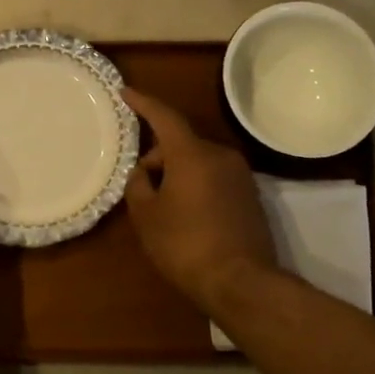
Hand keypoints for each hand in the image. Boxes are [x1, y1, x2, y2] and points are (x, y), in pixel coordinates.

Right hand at [122, 88, 276, 312]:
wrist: (241, 282)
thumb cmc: (185, 244)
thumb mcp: (146, 216)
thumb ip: (138, 185)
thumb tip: (144, 172)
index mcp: (192, 154)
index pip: (164, 116)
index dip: (143, 103)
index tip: (125, 92)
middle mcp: (220, 155)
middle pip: (181, 143)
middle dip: (158, 157)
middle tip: (140, 185)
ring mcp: (240, 175)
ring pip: (198, 161)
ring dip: (178, 173)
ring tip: (162, 205)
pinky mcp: (250, 196)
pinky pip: (214, 178)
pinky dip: (196, 185)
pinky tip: (186, 214)